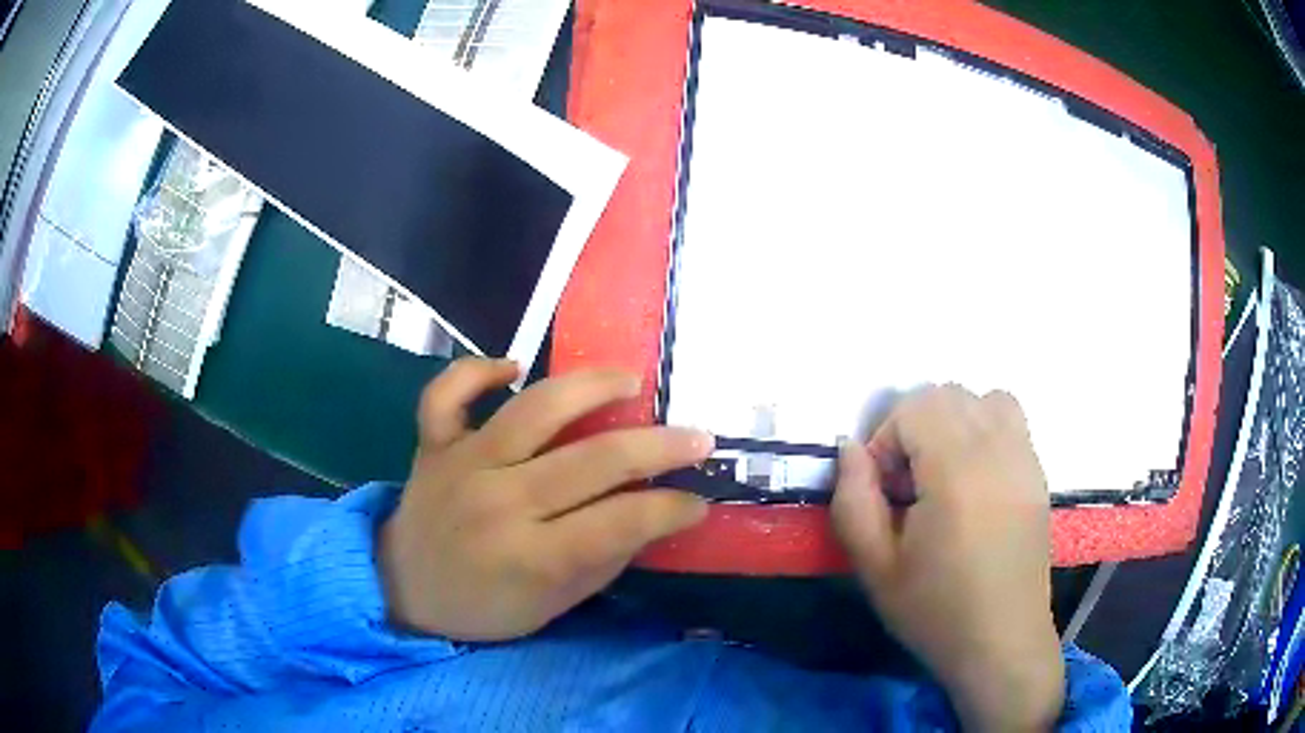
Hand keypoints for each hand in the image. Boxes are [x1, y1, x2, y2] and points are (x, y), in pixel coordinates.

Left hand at [379, 358, 713, 640]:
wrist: (405, 589)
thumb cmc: (484, 607)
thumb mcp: (553, 605)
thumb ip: (603, 560)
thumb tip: (651, 515)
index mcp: (531, 557)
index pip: (619, 523)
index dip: (670, 509)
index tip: (699, 501)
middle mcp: (498, 502)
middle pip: (591, 461)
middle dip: (658, 446)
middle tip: (698, 437)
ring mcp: (462, 464)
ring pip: (533, 410)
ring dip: (590, 387)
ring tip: (630, 380)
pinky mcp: (433, 443)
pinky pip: (448, 392)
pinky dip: (477, 370)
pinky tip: (513, 367)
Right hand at [831, 386, 1063, 731]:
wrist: (1001, 643)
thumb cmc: (935, 611)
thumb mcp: (874, 566)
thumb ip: (853, 500)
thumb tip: (849, 447)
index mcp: (957, 473)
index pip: (915, 407)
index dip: (886, 440)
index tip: (884, 491)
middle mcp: (998, 451)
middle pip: (948, 395)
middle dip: (915, 427)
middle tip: (908, 485)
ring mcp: (1025, 459)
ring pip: (984, 398)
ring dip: (953, 421)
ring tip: (942, 472)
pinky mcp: (1038, 473)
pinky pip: (1010, 420)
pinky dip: (984, 429)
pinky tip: (974, 481)